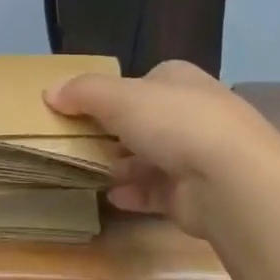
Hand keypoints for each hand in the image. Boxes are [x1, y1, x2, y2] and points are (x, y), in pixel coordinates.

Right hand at [46, 61, 279, 236]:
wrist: (230, 179)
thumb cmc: (173, 122)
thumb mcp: (118, 97)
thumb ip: (82, 92)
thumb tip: (49, 91)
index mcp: (180, 80)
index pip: (143, 82)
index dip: (113, 94)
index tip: (81, 110)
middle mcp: (193, 114)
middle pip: (145, 121)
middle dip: (114, 133)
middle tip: (78, 144)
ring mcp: (198, 156)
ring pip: (150, 158)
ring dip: (121, 166)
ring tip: (87, 172)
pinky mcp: (196, 194)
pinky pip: (157, 192)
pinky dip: (134, 194)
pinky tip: (112, 198)